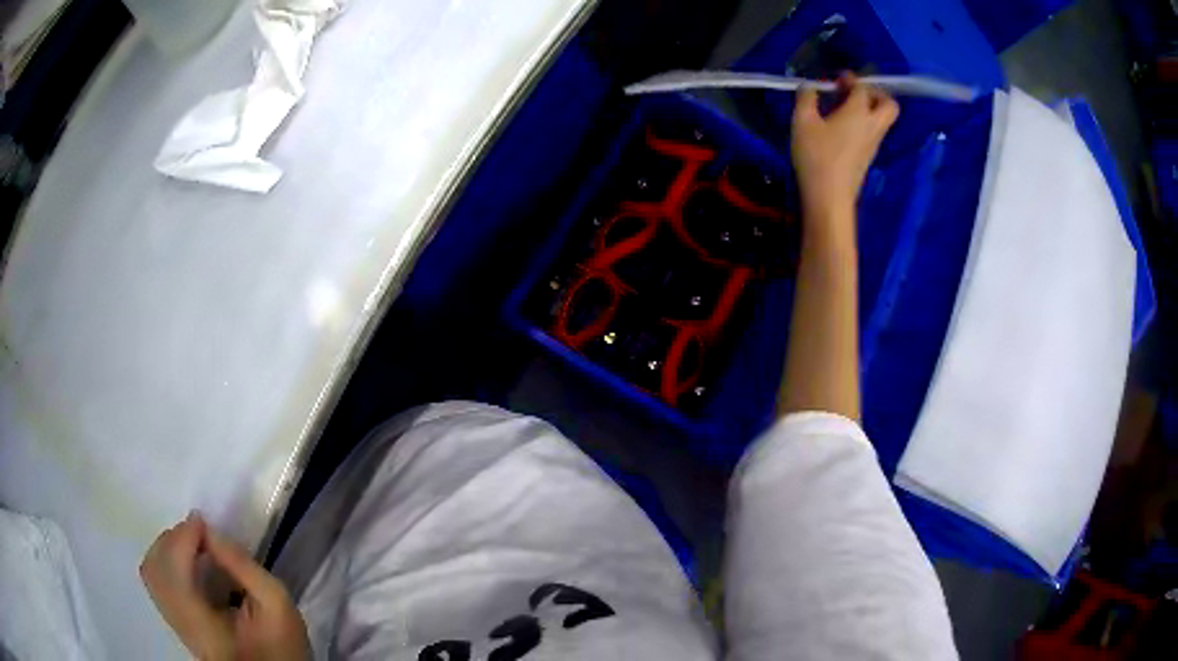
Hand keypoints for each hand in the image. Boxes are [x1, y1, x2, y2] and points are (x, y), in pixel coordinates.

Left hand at [140, 513, 310, 660]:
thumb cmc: (281, 644)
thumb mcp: (277, 604)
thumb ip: (244, 566)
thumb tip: (209, 531)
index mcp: (204, 626)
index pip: (174, 572)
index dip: (183, 538)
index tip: (203, 522)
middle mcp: (181, 625)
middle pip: (154, 569)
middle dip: (172, 539)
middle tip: (199, 533)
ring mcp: (176, 625)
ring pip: (150, 573)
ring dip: (167, 548)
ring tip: (194, 545)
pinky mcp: (178, 623)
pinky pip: (157, 582)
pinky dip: (167, 561)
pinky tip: (190, 563)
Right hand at [791, 73, 898, 226]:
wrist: (829, 198)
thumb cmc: (816, 156)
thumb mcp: (803, 121)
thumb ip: (806, 98)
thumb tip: (809, 86)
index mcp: (859, 112)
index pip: (862, 88)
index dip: (850, 79)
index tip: (836, 78)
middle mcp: (872, 126)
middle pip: (889, 105)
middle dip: (875, 93)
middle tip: (855, 92)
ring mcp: (873, 144)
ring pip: (882, 119)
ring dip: (868, 108)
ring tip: (843, 108)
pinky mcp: (868, 157)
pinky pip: (873, 132)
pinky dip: (863, 123)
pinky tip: (841, 127)